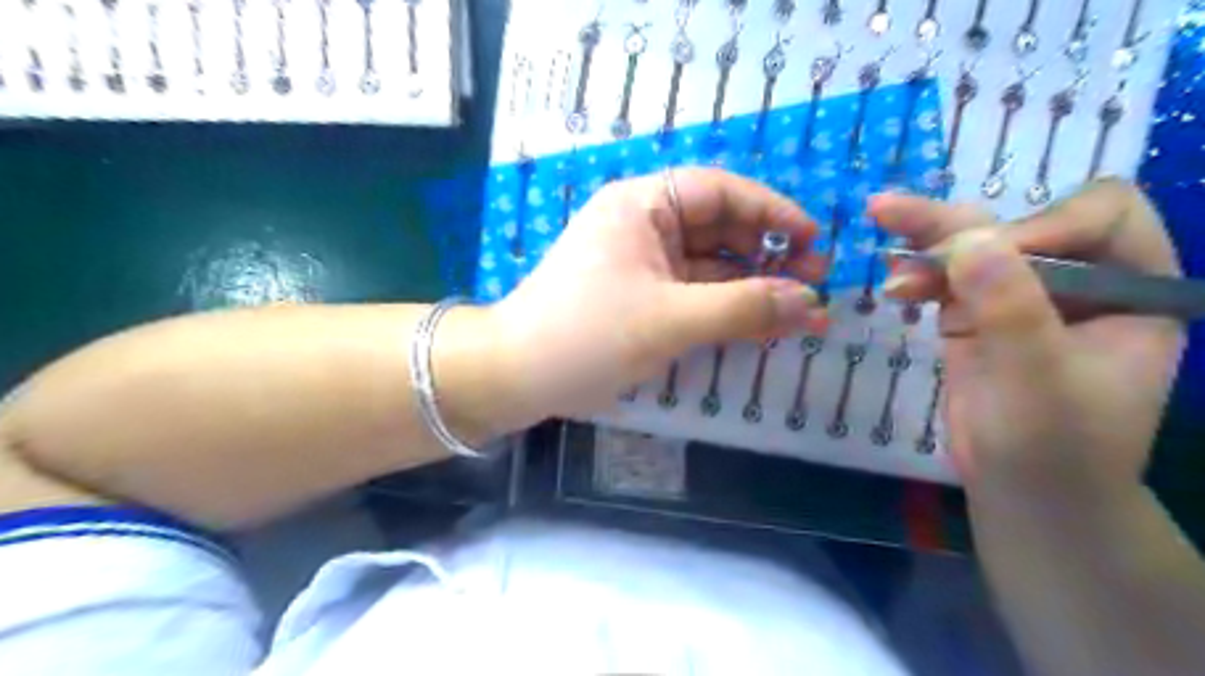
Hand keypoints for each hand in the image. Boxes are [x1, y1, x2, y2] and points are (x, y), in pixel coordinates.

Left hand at [487, 166, 818, 423]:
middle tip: (815, 284)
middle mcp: (642, 225)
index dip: (772, 212)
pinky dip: (724, 307)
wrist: (514, 376)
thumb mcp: (672, 320)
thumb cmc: (588, 335)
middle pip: (718, 228)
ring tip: (799, 311)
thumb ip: (745, 308)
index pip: (720, 192)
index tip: (815, 240)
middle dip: (767, 254)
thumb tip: (812, 303)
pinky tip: (759, 324)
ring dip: (751, 286)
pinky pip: (692, 293)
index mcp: (643, 205)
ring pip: (709, 265)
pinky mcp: (638, 297)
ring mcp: (640, 264)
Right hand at [871, 179, 1182, 507]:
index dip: (1044, 225)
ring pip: (974, 248)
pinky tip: (893, 283)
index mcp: (1133, 287)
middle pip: (1022, 224)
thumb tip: (969, 237)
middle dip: (961, 226)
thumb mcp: (1040, 378)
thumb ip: (1011, 307)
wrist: (1023, 492)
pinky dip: (916, 276)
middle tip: (892, 212)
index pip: (1099, 217)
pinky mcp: (976, 316)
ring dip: (926, 242)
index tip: (989, 260)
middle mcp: (1079, 281)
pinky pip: (945, 279)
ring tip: (878, 218)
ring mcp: (1021, 297)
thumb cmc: (1056, 446)